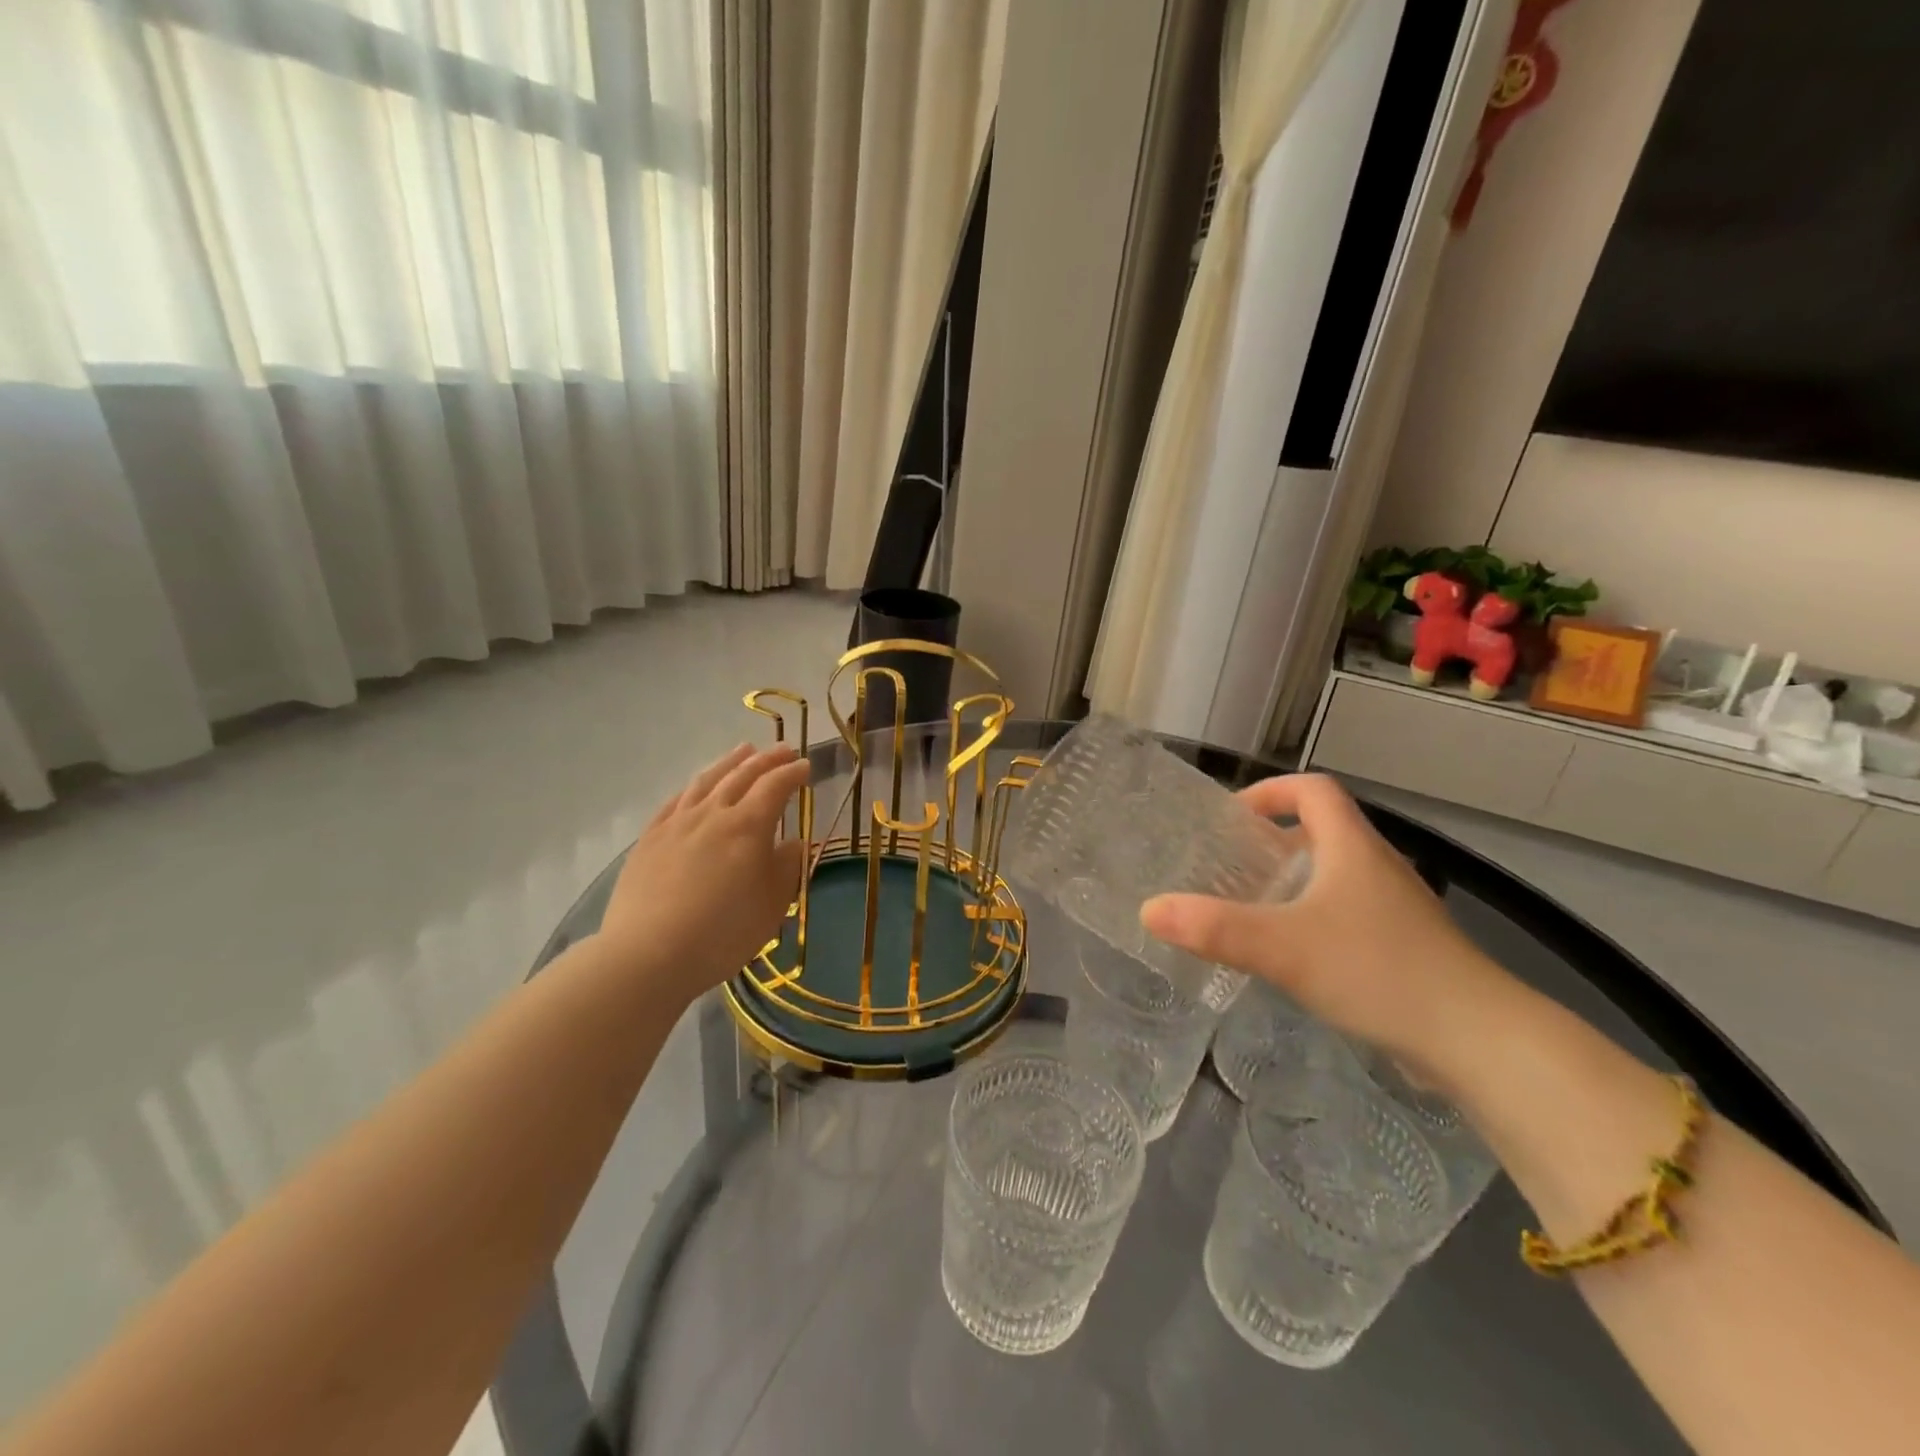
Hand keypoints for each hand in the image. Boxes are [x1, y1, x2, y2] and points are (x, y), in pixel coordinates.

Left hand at [598, 743, 809, 1006]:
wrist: (648, 955)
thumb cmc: (723, 933)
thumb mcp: (772, 905)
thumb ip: (786, 867)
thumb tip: (792, 843)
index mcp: (748, 826)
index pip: (775, 786)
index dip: (792, 773)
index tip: (806, 766)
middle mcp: (713, 813)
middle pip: (742, 775)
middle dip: (766, 759)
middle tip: (783, 749)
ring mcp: (677, 823)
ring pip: (707, 780)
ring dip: (730, 762)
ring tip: (743, 750)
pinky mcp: (650, 838)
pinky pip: (675, 800)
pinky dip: (693, 786)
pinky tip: (697, 786)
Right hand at [1140, 773, 1513, 1083]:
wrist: (1480, 1041)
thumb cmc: (1379, 971)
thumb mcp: (1284, 948)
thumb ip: (1214, 929)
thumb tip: (1149, 910)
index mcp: (1353, 847)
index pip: (1313, 790)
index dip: (1271, 792)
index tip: (1233, 818)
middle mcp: (1377, 866)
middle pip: (1324, 829)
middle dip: (1274, 840)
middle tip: (1231, 866)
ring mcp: (1397, 908)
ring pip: (1337, 874)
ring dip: (1295, 880)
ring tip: (1254, 908)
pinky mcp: (1407, 946)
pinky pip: (1351, 912)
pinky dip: (1317, 916)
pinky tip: (1296, 955)